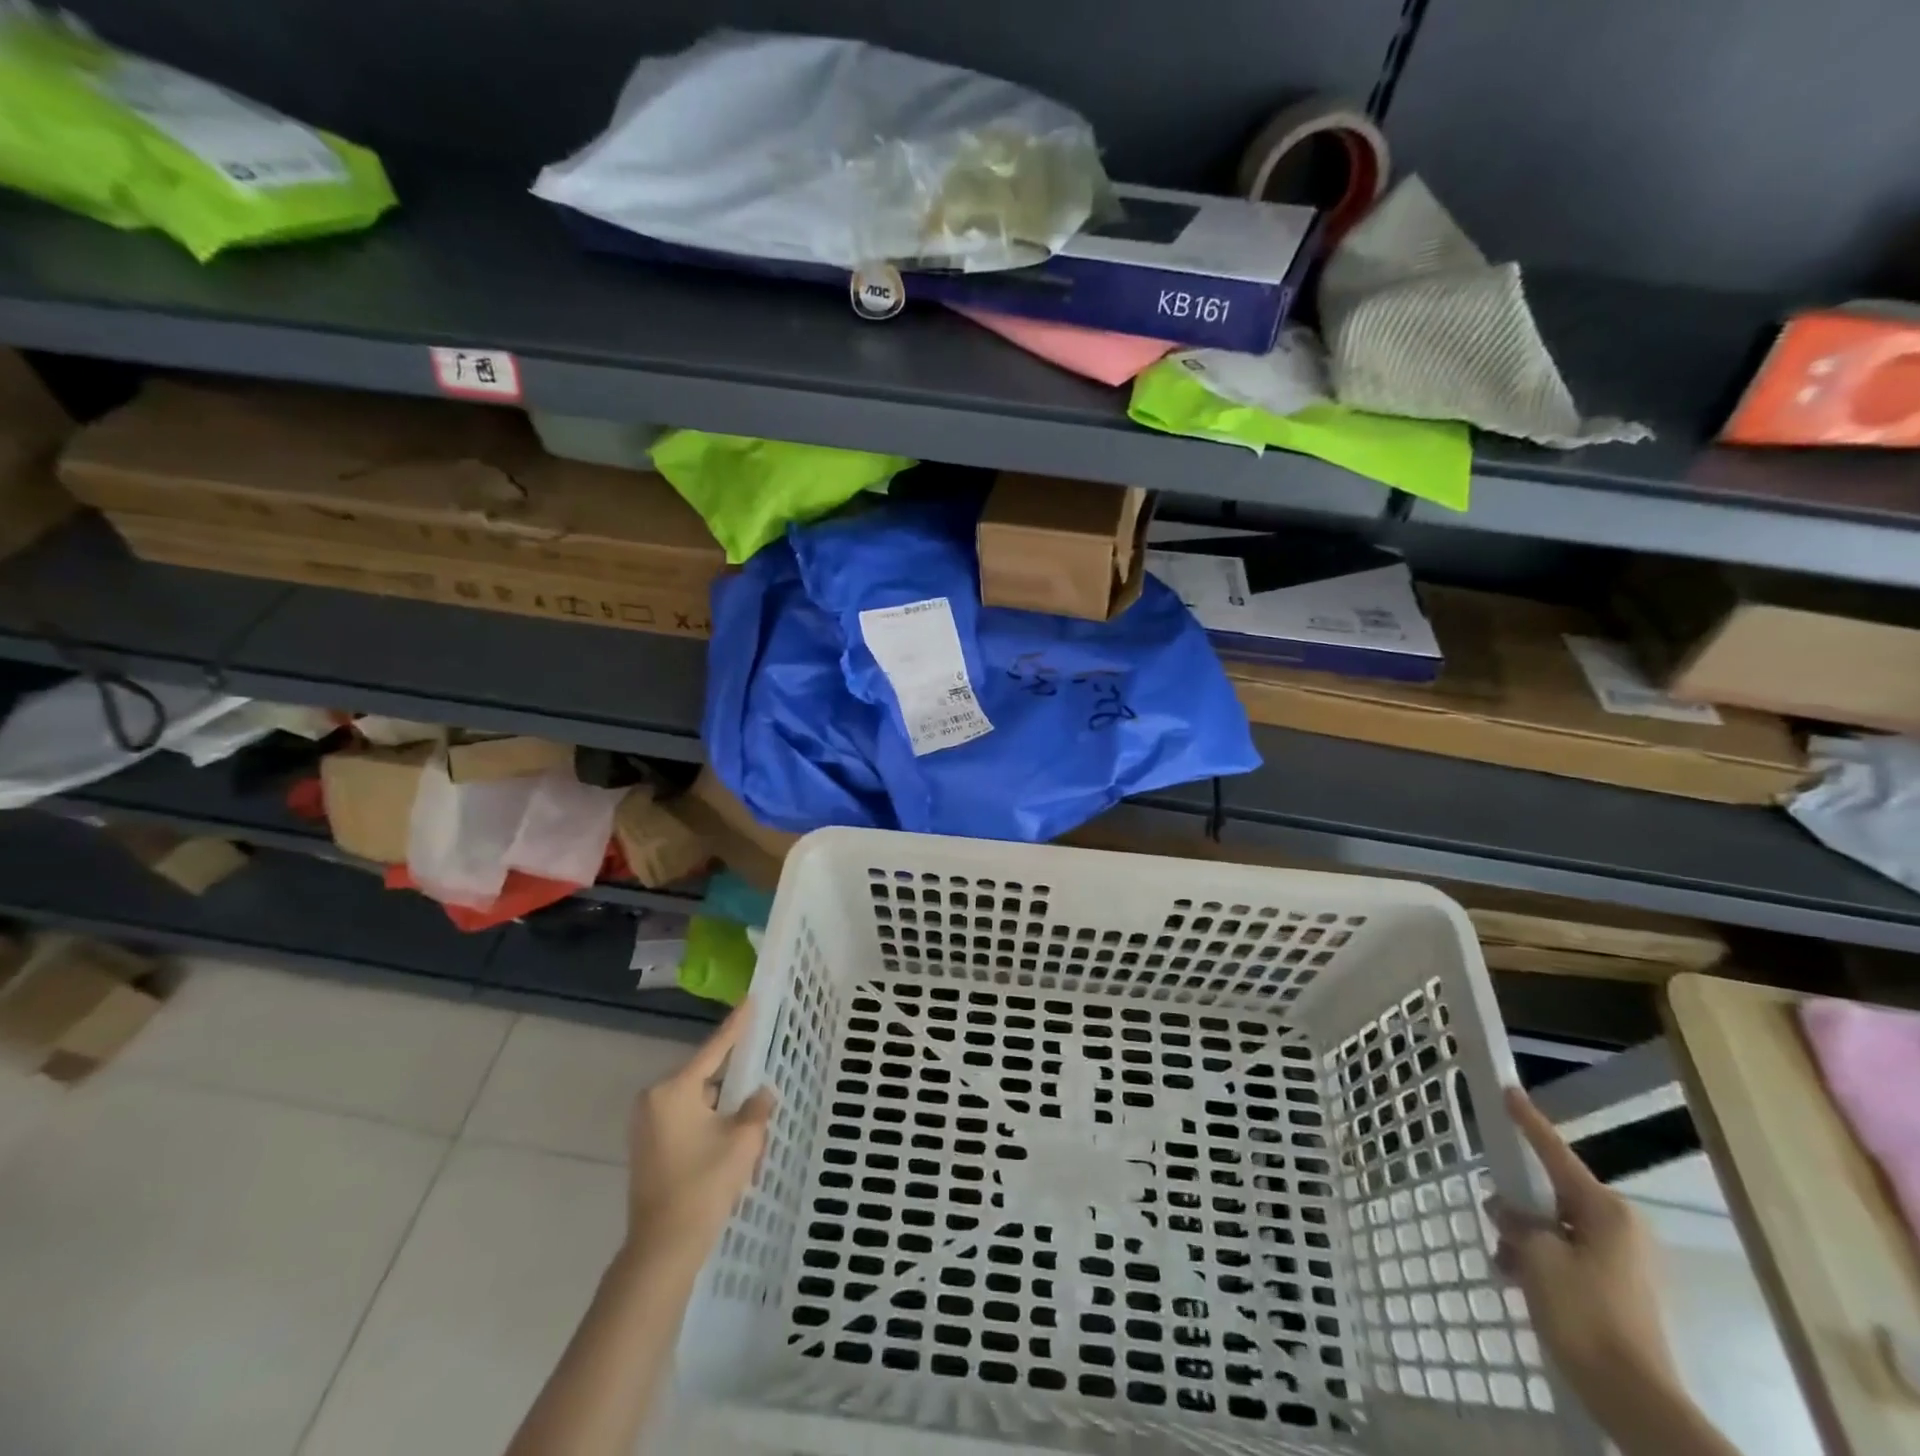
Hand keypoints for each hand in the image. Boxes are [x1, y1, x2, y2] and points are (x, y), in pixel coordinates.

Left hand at [623, 1003, 775, 1263]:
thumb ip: (756, 1108)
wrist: (663, 1250)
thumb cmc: (704, 1185)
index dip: (736, 1025)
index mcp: (674, 1090)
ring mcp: (647, 1125)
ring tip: (749, 1125)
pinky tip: (729, 1142)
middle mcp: (654, 1099)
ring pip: (697, 1103)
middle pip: (705, 1078)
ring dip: (722, 1111)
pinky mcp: (647, 1147)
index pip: (714, 1049)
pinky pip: (686, 1121)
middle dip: (733, 1085)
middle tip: (760, 1082)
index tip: (750, 999)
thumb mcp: (742, 1141)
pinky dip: (708, 1126)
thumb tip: (760, 1093)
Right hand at [1490, 1087, 1679, 1418]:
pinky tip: (1519, 1282)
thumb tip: (1506, 1210)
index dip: (1527, 1121)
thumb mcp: (1536, 1256)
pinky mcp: (1618, 1289)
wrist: (1632, 1397)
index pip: (1554, 1152)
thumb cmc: (1584, 1314)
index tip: (1508, 1091)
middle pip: (1554, 1194)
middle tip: (1494, 1217)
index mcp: (1605, 1210)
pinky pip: (1568, 1255)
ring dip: (1526, 1240)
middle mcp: (1620, 1227)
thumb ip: (1516, 1221)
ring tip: (1504, 1263)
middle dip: (1520, 1204)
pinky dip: (1541, 1262)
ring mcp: (1623, 1260)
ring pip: (1556, 1228)